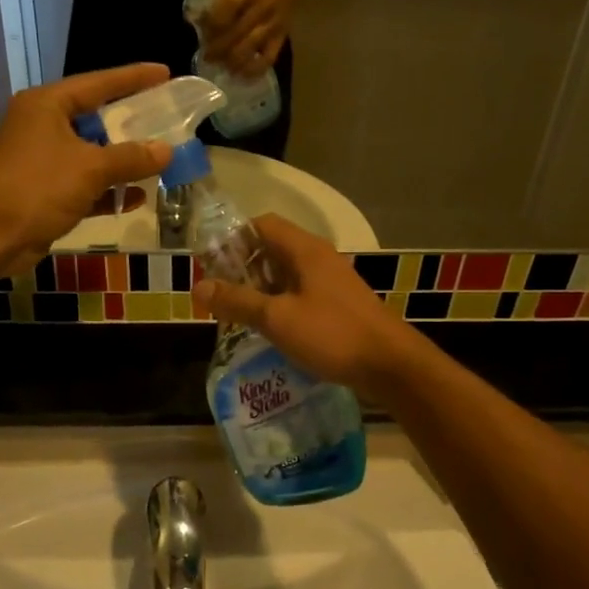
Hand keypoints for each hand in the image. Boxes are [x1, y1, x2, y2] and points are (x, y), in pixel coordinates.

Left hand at [0, 65, 172, 274]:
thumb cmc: (36, 187)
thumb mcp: (90, 168)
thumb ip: (131, 157)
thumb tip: (167, 150)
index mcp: (48, 105)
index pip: (99, 83)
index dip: (133, 78)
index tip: (165, 72)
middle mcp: (44, 127)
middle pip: (96, 119)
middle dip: (131, 124)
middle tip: (167, 119)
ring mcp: (43, 162)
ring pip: (92, 156)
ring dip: (122, 162)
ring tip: (161, 161)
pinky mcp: (44, 194)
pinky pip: (85, 186)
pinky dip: (107, 191)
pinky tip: (136, 198)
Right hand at [193, 215, 427, 400]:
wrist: (390, 364)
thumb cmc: (332, 334)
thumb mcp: (277, 318)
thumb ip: (237, 301)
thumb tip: (198, 287)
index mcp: (305, 250)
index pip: (262, 224)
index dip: (233, 238)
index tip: (211, 264)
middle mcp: (318, 258)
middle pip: (272, 249)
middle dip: (242, 268)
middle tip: (219, 294)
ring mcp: (331, 282)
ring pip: (286, 274)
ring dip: (260, 289)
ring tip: (237, 314)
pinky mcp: (338, 305)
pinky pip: (300, 294)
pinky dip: (280, 304)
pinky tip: (268, 329)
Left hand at [203, 0, 297, 78]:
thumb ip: (218, 0)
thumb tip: (198, 20)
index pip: (227, 9)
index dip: (212, 24)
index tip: (203, 33)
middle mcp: (262, 9)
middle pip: (235, 33)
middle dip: (217, 48)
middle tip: (207, 57)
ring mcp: (272, 26)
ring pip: (249, 48)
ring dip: (231, 60)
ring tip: (221, 66)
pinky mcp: (281, 39)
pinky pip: (268, 59)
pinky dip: (253, 70)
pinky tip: (241, 74)